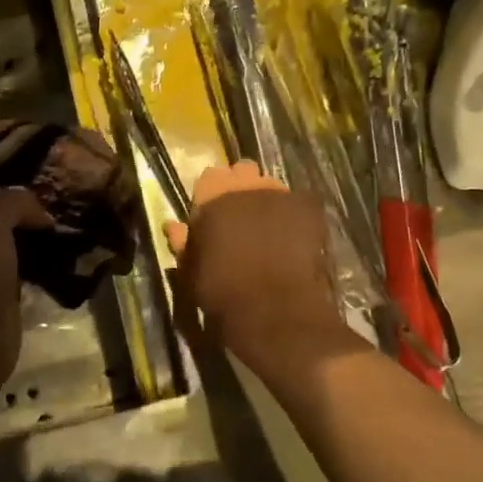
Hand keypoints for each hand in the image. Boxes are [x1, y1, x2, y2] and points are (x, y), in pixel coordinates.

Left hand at [0, 188, 49, 411]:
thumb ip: (14, 204)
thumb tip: (42, 213)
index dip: (18, 191)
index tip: (51, 186)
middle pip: (8, 223)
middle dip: (35, 215)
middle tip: (69, 207)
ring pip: (22, 247)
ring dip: (44, 242)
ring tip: (76, 231)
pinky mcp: (10, 300)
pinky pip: (31, 273)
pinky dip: (48, 267)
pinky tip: (70, 262)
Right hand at [165, 162, 356, 387]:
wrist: (274, 309)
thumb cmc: (222, 290)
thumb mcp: (191, 270)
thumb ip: (183, 242)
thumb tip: (174, 226)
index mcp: (212, 193)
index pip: (210, 176)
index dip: (212, 193)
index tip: (213, 213)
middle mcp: (246, 183)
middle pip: (243, 172)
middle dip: (242, 188)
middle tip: (241, 217)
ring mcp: (280, 193)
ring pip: (272, 186)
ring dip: (268, 200)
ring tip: (270, 229)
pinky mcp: (308, 209)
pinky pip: (298, 204)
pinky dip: (294, 216)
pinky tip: (293, 238)